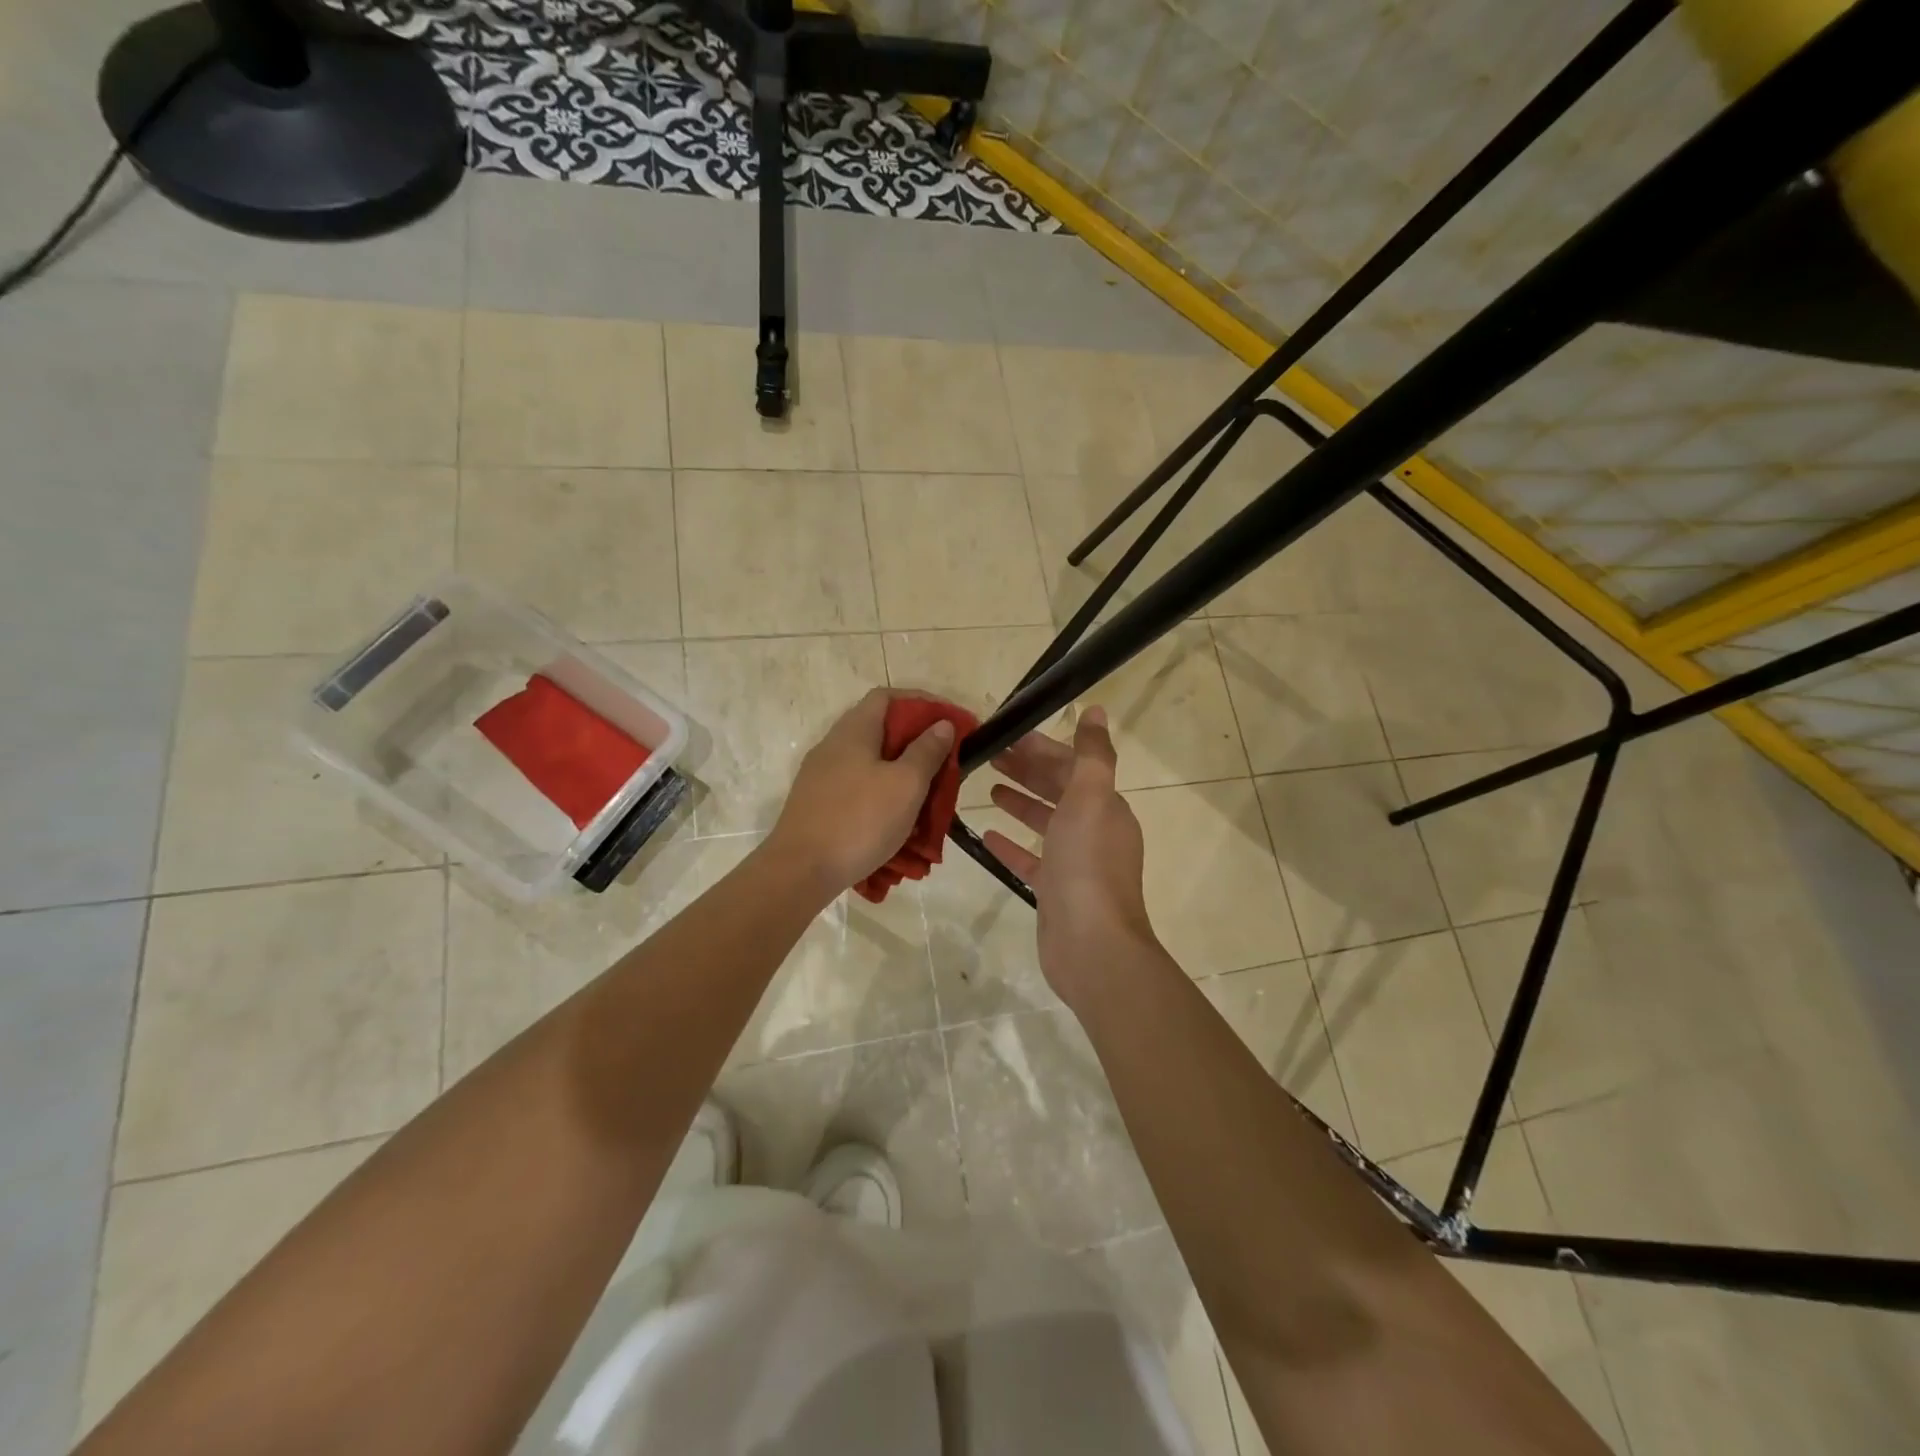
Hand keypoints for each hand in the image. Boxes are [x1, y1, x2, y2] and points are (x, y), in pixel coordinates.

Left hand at [768, 689, 956, 899]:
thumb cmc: (860, 820)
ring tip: (929, 796)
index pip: (888, 697)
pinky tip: (899, 820)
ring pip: (871, 763)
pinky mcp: (819, 804)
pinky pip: (859, 789)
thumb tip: (941, 724)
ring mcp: (822, 776)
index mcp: (854, 731)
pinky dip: (884, 796)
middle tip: (946, 763)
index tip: (950, 721)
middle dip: (917, 744)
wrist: (801, 871)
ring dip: (902, 774)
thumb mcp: (906, 784)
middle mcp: (834, 746)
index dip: (922, 702)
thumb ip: (926, 751)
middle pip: (880, 730)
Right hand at [984, 708, 1159, 1005]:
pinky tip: (987, 834)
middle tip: (990, 755)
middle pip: (1058, 790)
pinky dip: (1013, 844)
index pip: (1073, 766)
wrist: (1091, 945)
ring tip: (988, 787)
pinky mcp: (1056, 891)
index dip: (1042, 748)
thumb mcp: (1090, 798)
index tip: (1008, 735)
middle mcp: (1095, 830)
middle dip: (1027, 770)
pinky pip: (1032, 859)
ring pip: (1046, 822)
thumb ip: (1092, 754)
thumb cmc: (1087, 864)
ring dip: (1021, 802)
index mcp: (1107, 806)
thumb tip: (1098, 711)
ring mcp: (1076, 863)